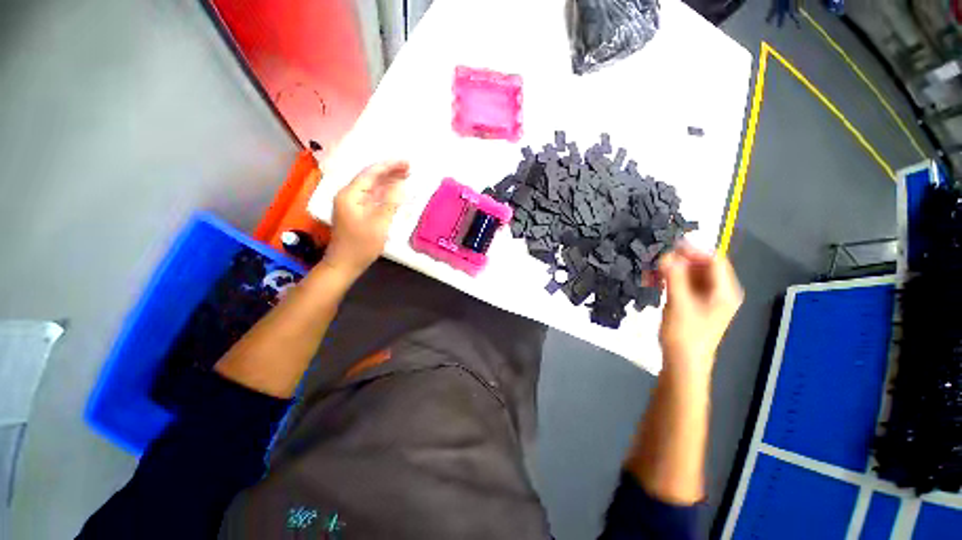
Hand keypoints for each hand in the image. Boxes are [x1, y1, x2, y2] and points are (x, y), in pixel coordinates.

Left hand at [323, 161, 409, 279]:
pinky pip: (372, 197)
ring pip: (372, 187)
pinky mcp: (356, 212)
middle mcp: (348, 195)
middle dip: (390, 172)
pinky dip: (384, 193)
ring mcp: (352, 204)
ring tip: (405, 176)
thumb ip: (391, 202)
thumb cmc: (361, 245)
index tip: (406, 162)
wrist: (344, 264)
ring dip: (388, 181)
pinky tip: (395, 192)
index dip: (389, 166)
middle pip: (370, 177)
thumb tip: (401, 186)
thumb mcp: (379, 223)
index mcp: (350, 194)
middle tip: (409, 168)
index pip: (371, 173)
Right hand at [658, 243, 742, 378]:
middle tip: (658, 259)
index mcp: (725, 291)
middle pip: (703, 266)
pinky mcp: (695, 304)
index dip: (693, 250)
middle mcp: (720, 292)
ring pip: (691, 275)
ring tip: (653, 270)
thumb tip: (667, 254)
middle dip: (680, 260)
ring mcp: (707, 298)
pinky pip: (685, 284)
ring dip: (673, 270)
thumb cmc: (685, 334)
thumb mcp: (679, 302)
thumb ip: (674, 276)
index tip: (670, 247)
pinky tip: (656, 280)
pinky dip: (671, 280)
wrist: (683, 362)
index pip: (714, 260)